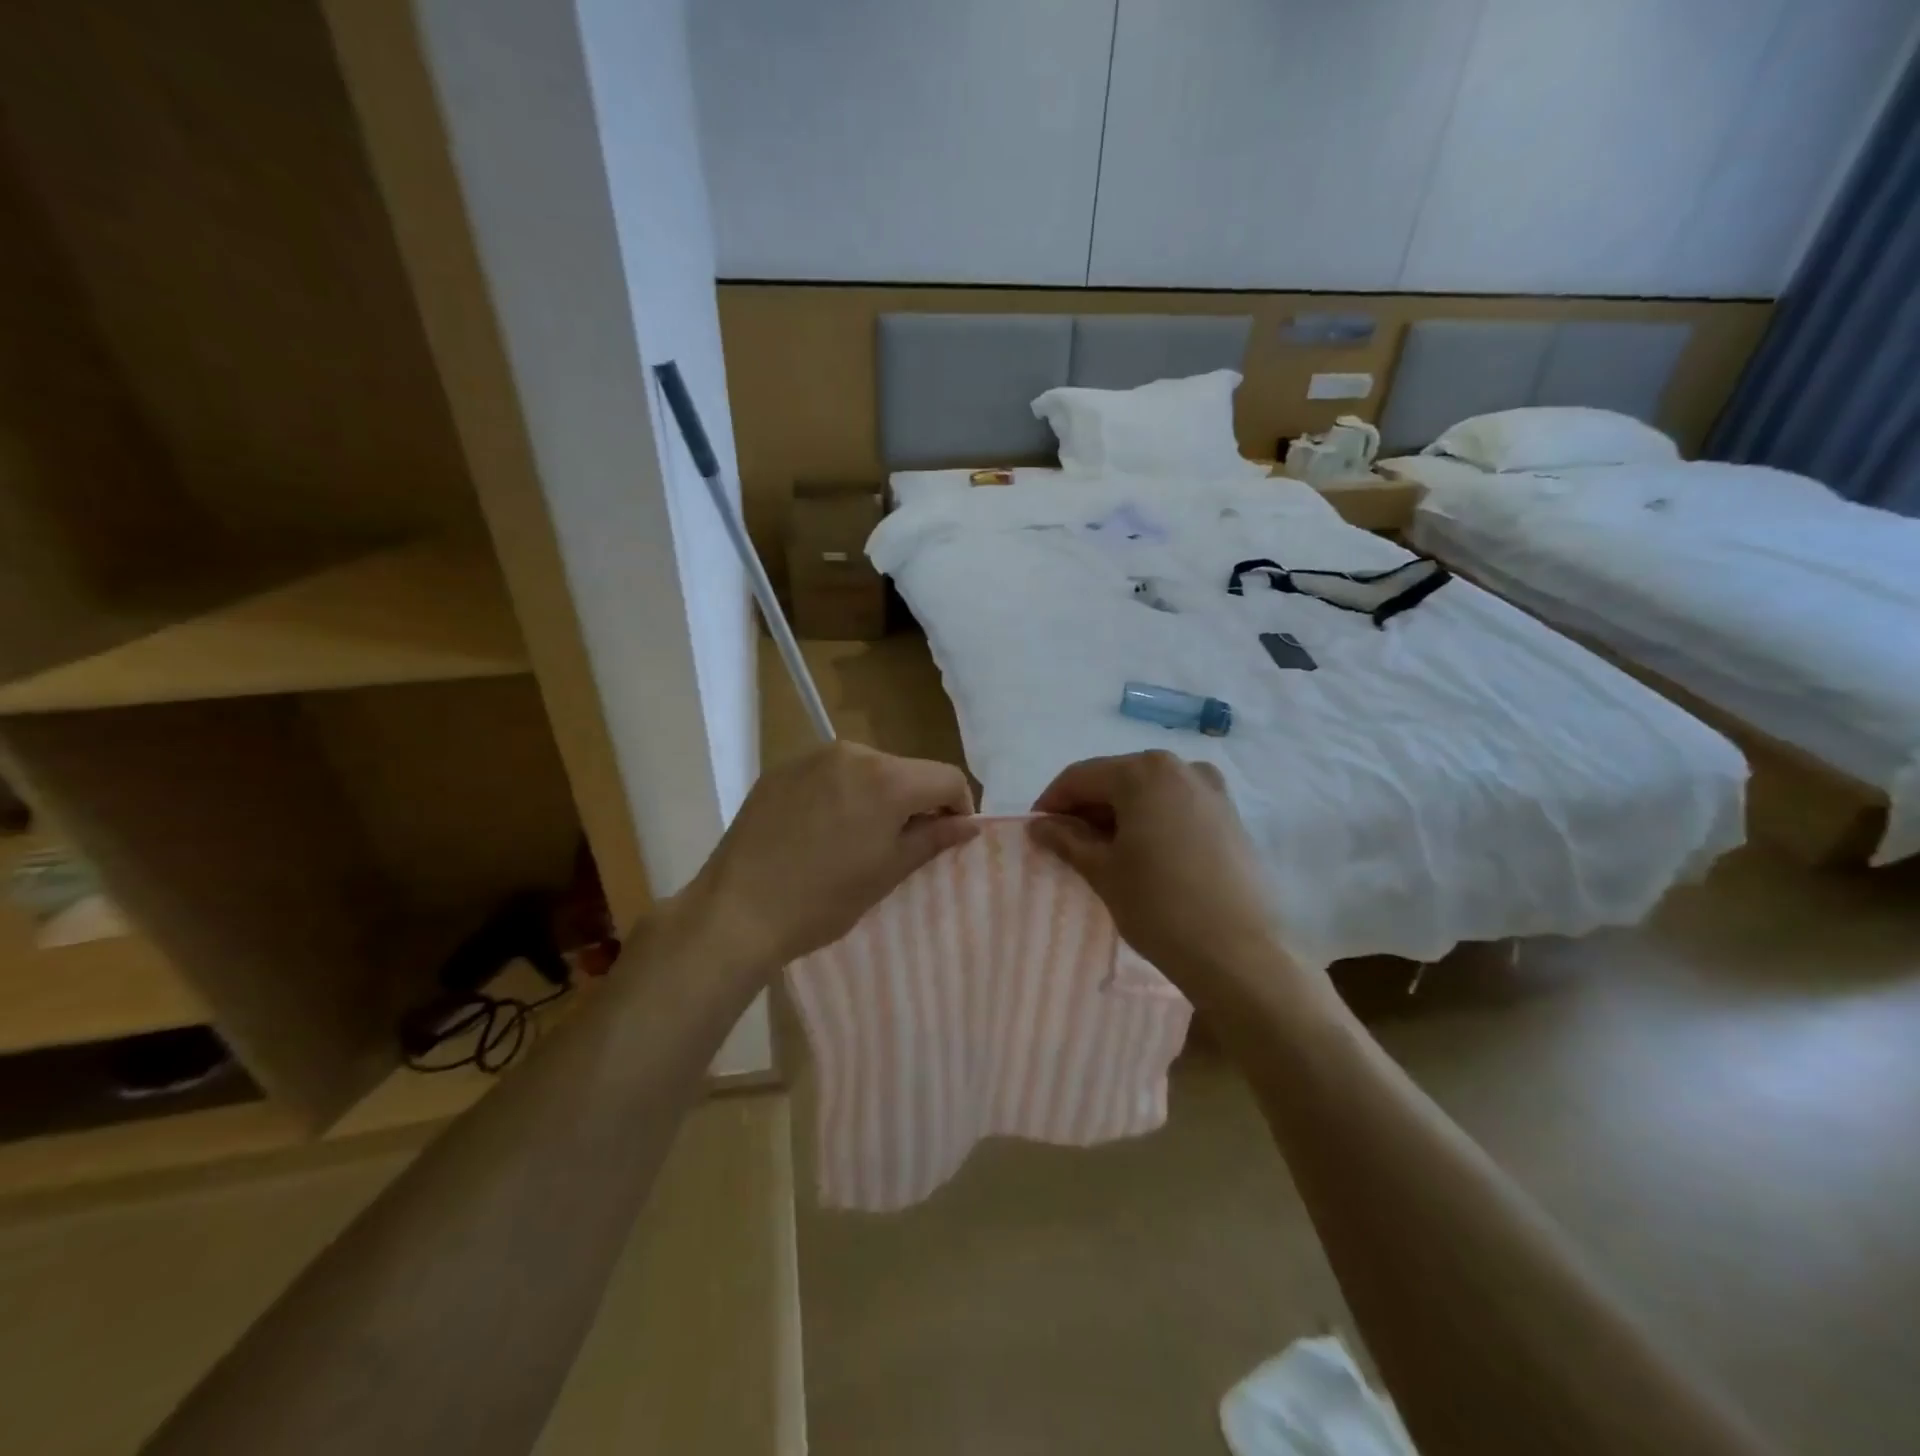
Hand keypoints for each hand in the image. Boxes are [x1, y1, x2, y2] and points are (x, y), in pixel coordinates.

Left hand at [677, 741, 977, 971]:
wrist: (736, 910)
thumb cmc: (823, 899)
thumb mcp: (888, 872)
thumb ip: (934, 839)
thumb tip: (970, 824)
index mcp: (887, 777)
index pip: (946, 777)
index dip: (958, 807)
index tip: (946, 838)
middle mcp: (853, 752)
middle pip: (906, 770)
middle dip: (914, 802)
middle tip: (898, 846)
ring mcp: (812, 756)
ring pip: (867, 769)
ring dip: (876, 796)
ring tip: (854, 839)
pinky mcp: (782, 769)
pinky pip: (829, 773)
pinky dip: (840, 794)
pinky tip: (820, 830)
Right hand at [1028, 751, 1290, 1007]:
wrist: (1237, 954)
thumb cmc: (1159, 906)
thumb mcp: (1102, 871)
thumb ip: (1066, 839)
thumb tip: (1039, 825)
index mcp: (1144, 772)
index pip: (1081, 777)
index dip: (1052, 801)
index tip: (1036, 830)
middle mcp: (1180, 767)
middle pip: (1116, 778)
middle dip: (1086, 807)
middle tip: (1066, 843)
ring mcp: (1211, 789)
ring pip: (1148, 791)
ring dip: (1119, 814)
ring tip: (1103, 851)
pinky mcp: (1229, 814)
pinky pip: (1176, 805)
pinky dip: (1151, 819)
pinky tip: (1142, 852)